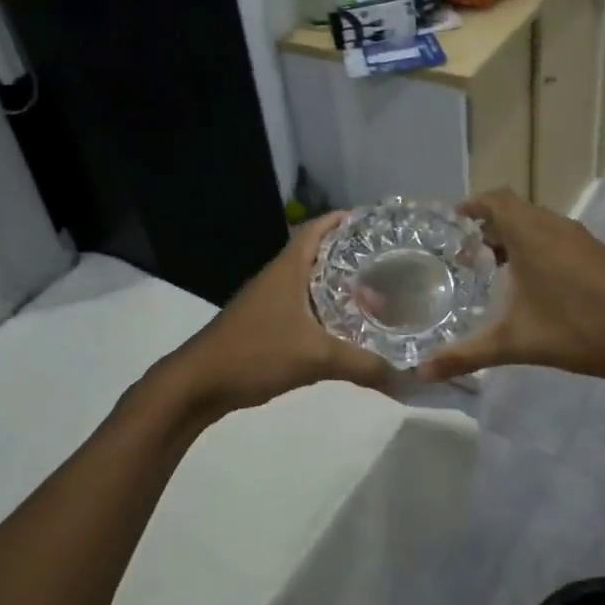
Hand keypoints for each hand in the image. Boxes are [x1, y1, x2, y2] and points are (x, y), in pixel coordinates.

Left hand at [159, 213, 395, 420]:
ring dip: (337, 284)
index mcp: (287, 269)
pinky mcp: (264, 324)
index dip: (344, 220)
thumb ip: (362, 364)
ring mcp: (268, 301)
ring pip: (309, 283)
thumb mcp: (315, 358)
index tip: (376, 222)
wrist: (198, 384)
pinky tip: (344, 327)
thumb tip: (406, 376)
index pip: (317, 228)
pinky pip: (302, 307)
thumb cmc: (255, 353)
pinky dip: (324, 310)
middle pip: (317, 253)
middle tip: (387, 261)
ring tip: (374, 293)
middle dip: (350, 254)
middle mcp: (278, 277)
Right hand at [416, 190, 604, 385]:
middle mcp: (554, 227)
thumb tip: (420, 373)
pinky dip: (535, 246)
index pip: (496, 199)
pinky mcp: (596, 253)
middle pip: (514, 210)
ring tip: (494, 269)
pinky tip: (532, 284)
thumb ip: (465, 356)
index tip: (452, 223)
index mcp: (532, 235)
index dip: (472, 205)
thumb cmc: (579, 331)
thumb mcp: (515, 344)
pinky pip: (555, 236)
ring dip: (513, 237)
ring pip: (537, 223)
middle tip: (466, 255)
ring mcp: (579, 239)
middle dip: (488, 226)